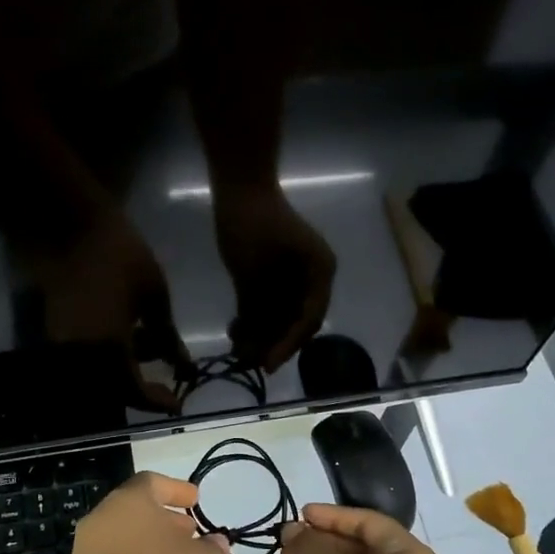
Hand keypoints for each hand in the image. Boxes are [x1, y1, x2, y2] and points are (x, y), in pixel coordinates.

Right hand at [31, 206, 188, 411]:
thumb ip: (167, 336)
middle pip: (111, 393)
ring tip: (147, 350)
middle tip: (163, 384)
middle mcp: (80, 357)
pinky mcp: (54, 334)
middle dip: (139, 392)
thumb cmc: (120, 254)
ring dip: (122, 376)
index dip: (157, 402)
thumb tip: (181, 365)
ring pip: (95, 380)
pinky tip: (125, 340)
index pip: (134, 392)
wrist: (70, 226)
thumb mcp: (154, 295)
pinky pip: (82, 363)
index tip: (177, 404)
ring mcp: (63, 347)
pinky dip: (105, 362)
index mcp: (108, 350)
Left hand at [70, 472, 230, 553]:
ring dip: (146, 545)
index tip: (195, 502)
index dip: (176, 490)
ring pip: (119, 539)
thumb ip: (211, 545)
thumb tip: (213, 543)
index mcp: (127, 501)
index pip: (150, 482)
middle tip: (188, 534)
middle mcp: (99, 520)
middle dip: (162, 520)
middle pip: (132, 510)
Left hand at [213, 183, 335, 372]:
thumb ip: (258, 308)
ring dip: (259, 332)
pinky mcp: (269, 276)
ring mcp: (290, 277)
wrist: (239, 188)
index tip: (268, 364)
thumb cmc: (253, 224)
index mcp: (320, 273)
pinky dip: (251, 318)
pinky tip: (235, 329)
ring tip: (237, 346)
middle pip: (295, 321)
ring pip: (278, 316)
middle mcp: (310, 279)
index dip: (289, 345)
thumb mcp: (255, 270)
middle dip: (271, 342)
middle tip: (249, 361)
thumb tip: (255, 346)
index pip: (309, 319)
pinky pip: (265, 305)